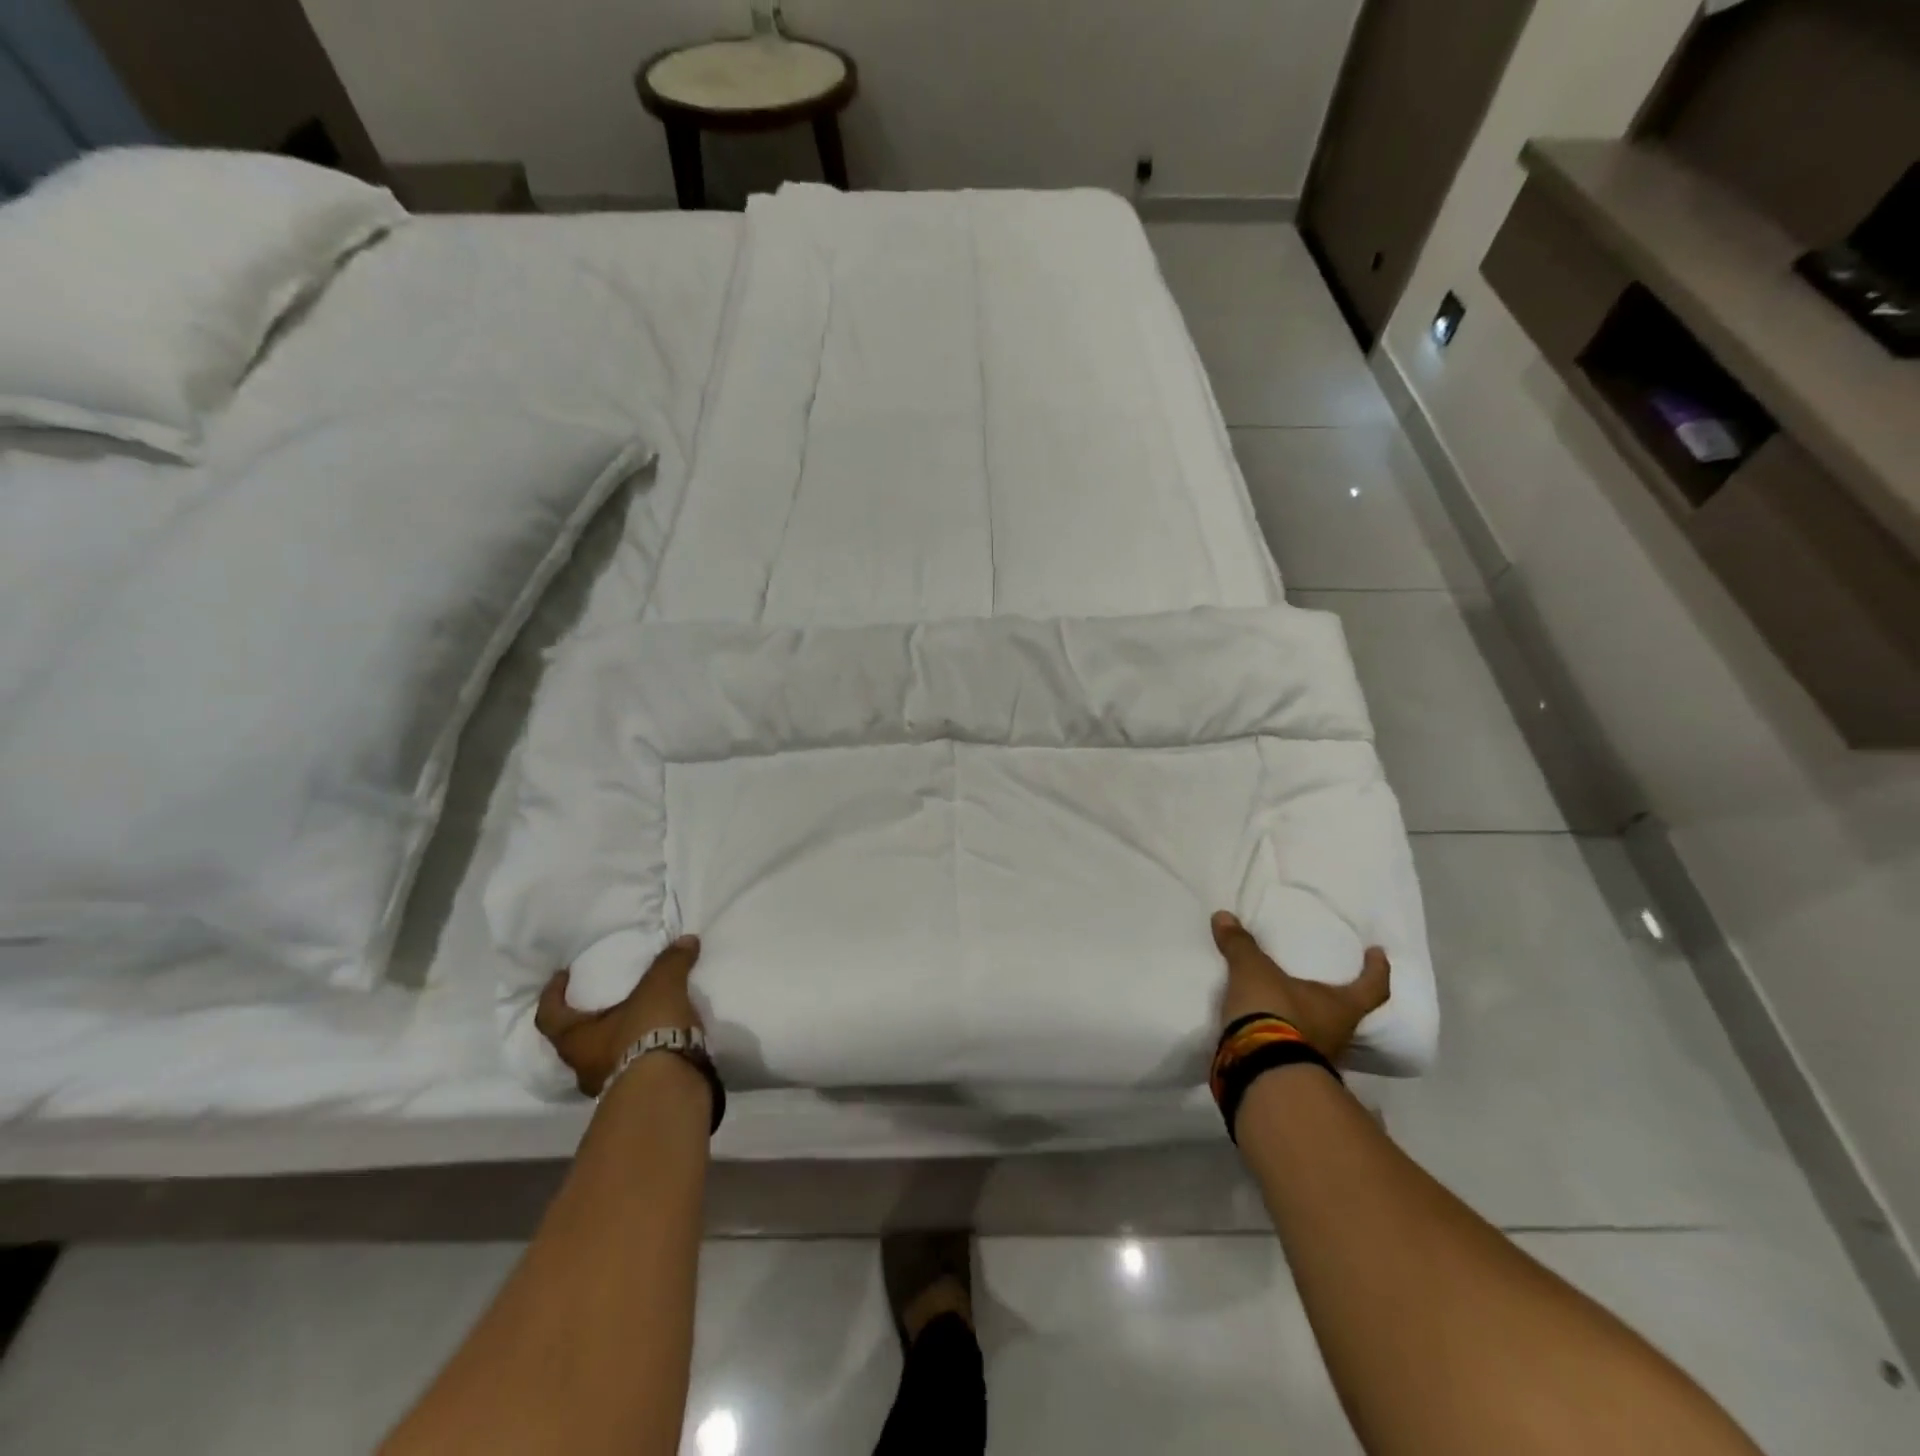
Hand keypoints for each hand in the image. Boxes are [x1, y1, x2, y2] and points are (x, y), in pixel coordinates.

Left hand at [535, 935, 702, 1096]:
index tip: (563, 975)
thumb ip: (670, 963)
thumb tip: (686, 940)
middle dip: (590, 1022)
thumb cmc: (646, 1032)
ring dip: (619, 1042)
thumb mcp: (660, 988)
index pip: (549, 1016)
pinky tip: (663, 1042)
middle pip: (577, 1042)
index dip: (552, 994)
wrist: (669, 1087)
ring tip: (642, 1021)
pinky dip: (644, 1055)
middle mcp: (584, 1067)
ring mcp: (609, 1087)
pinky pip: (634, 1070)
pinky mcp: (638, 1096)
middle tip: (608, 1001)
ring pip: (606, 1060)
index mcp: (577, 1040)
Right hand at [1211, 911, 1389, 1062]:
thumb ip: (1240, 945)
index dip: (1377, 970)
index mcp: (1341, 1007)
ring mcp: (1318, 1058)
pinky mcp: (1291, 1071)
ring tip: (1291, 1001)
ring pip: (1321, 1033)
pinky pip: (1294, 1046)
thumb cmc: (1274, 1011)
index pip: (1372, 988)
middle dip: (1338, 998)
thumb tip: (1223, 916)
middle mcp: (1338, 1034)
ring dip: (1309, 1019)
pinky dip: (1285, 1035)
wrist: (1257, 1068)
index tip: (1377, 952)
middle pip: (1348, 1013)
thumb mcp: (1253, 971)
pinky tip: (1269, 1025)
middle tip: (1326, 980)